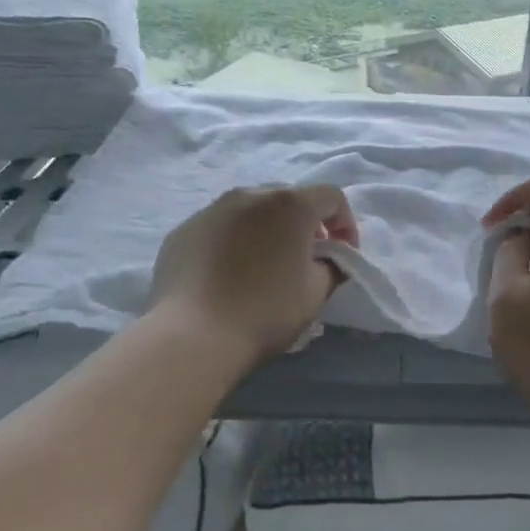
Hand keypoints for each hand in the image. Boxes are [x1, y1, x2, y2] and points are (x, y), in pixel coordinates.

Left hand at [149, 184, 358, 367]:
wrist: (193, 334)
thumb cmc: (265, 311)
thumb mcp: (316, 293)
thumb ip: (332, 266)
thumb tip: (327, 259)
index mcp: (289, 205)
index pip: (331, 197)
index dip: (345, 223)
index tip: (342, 255)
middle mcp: (250, 195)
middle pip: (289, 199)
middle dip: (304, 224)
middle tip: (305, 259)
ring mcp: (212, 210)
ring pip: (251, 210)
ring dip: (267, 230)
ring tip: (264, 266)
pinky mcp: (184, 230)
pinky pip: (219, 227)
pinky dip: (233, 242)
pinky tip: (228, 275)